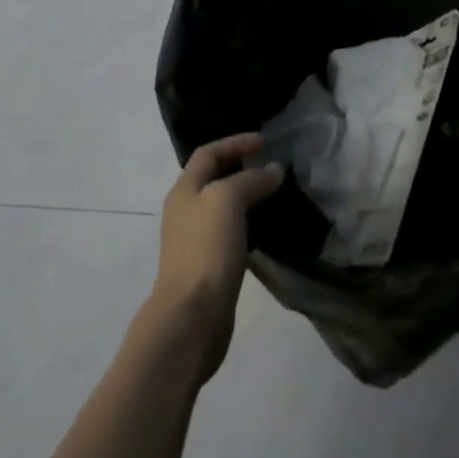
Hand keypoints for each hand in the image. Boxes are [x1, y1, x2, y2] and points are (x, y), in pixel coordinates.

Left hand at [146, 132, 284, 383]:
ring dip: (246, 197)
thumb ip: (250, 180)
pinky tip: (266, 230)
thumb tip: (273, 170)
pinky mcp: (208, 265)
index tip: (264, 142)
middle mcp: (185, 210)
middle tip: (271, 167)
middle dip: (240, 168)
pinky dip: (248, 223)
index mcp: (184, 190)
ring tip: (274, 195)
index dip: (235, 143)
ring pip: (222, 207)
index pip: (208, 153)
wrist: (192, 315)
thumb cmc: (206, 249)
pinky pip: (229, 233)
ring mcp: (195, 240)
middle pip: (212, 178)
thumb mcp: (227, 201)